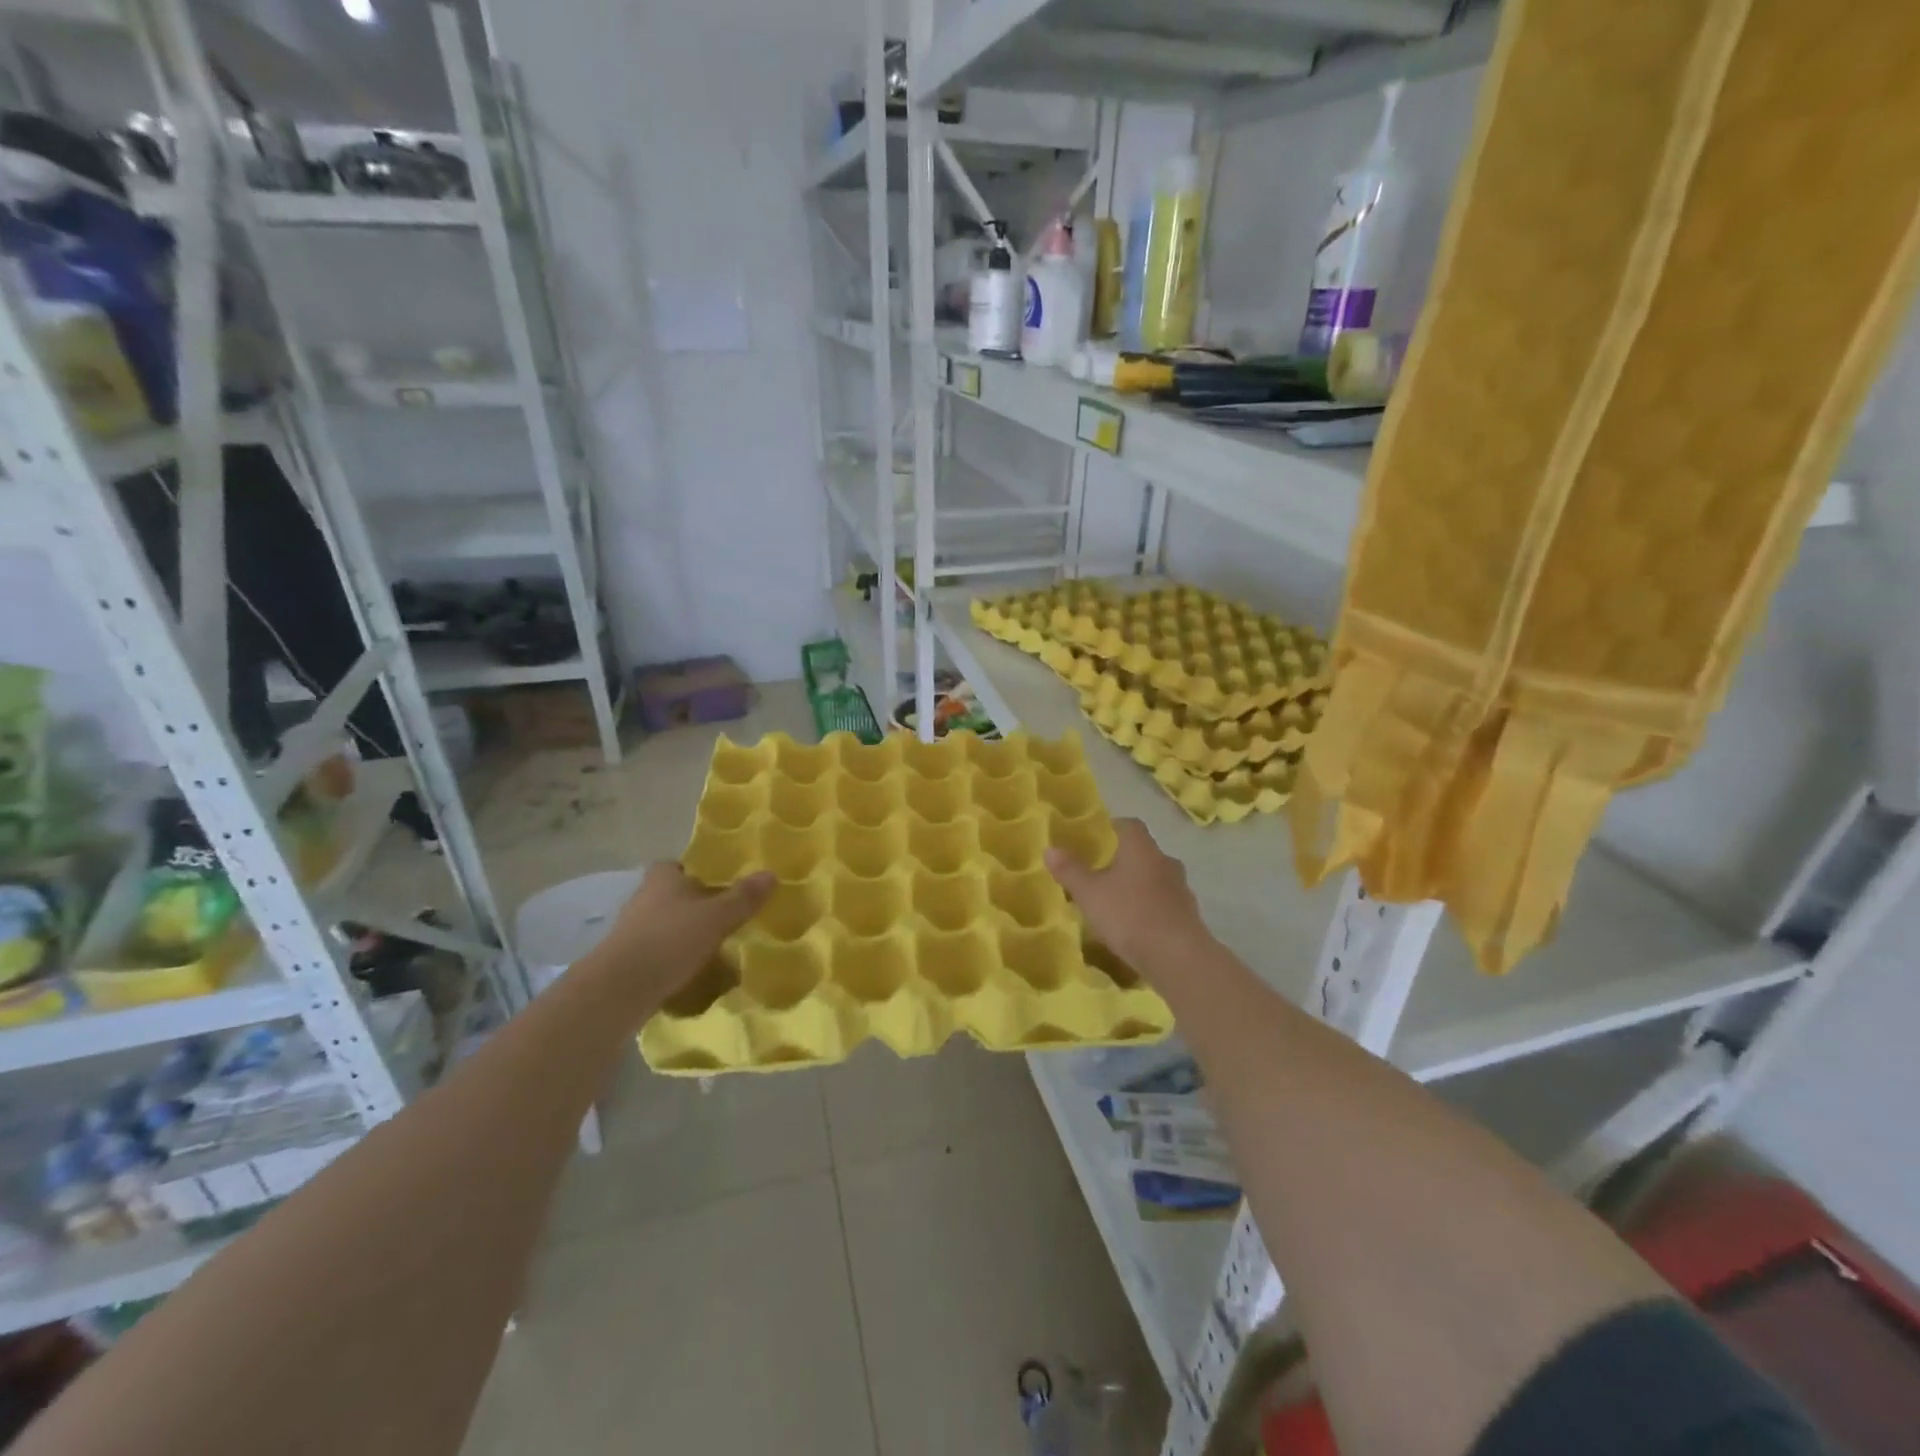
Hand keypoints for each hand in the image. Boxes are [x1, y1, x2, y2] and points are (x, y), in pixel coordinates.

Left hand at [592, 862, 773, 995]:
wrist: (620, 989)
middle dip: (691, 904)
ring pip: (662, 924)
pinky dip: (670, 958)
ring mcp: (630, 931)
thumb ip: (743, 897)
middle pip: (669, 895)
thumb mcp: (716, 917)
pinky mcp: (625, 961)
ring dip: (681, 933)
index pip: (674, 865)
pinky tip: (690, 972)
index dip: (692, 872)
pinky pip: (654, 952)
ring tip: (710, 947)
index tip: (715, 883)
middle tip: (720, 916)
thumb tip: (771, 874)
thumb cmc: (670, 940)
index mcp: (662, 880)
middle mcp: (643, 899)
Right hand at [1045, 818, 1209, 974]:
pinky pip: (1164, 904)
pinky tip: (1134, 927)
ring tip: (1115, 904)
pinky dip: (1149, 909)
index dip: (1112, 828)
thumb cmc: (1129, 915)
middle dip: (1123, 861)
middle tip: (1099, 874)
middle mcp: (1165, 861)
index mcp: (1141, 848)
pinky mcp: (1189, 916)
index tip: (1095, 840)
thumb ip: (1070, 870)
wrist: (1178, 958)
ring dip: (1137, 887)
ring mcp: (1181, 889)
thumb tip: (1050, 849)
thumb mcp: (1089, 893)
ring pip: (1155, 879)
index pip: (1129, 824)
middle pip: (1143, 852)